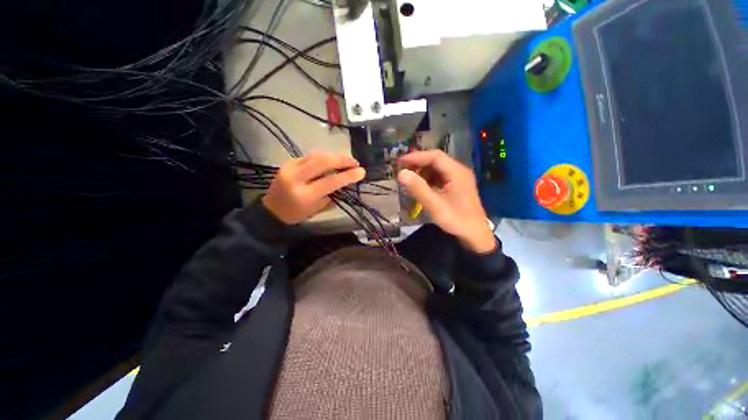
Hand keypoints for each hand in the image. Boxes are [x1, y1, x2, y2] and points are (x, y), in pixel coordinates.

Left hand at [262, 152, 365, 224]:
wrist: (272, 210)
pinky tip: (332, 160)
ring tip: (347, 161)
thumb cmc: (298, 214)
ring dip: (334, 156)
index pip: (330, 181)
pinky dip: (324, 157)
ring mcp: (290, 167)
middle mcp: (296, 178)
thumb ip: (332, 193)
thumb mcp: (318, 207)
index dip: (348, 175)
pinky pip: (310, 156)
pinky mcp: (288, 162)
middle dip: (342, 159)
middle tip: (355, 162)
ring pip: (316, 155)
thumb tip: (345, 181)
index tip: (362, 171)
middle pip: (322, 161)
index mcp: (305, 195)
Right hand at [398, 150, 495, 252]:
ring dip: (421, 173)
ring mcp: (457, 179)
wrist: (475, 235)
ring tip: (408, 180)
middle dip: (418, 165)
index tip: (400, 162)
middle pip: (435, 161)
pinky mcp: (455, 187)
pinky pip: (438, 178)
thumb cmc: (457, 219)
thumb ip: (418, 188)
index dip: (416, 157)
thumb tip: (401, 174)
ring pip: (436, 170)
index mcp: (457, 172)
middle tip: (402, 171)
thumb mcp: (435, 205)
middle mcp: (458, 171)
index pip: (435, 156)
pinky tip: (419, 188)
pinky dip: (427, 180)